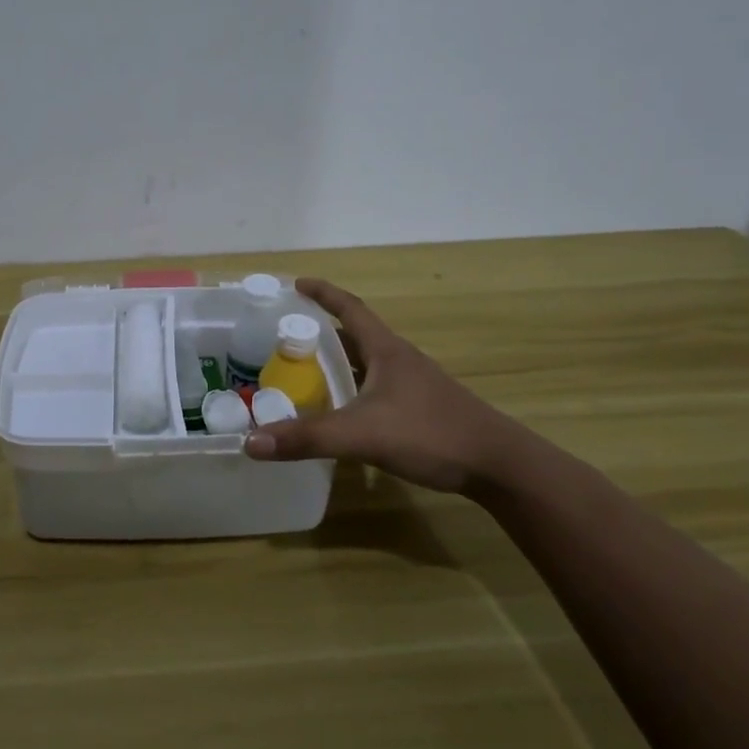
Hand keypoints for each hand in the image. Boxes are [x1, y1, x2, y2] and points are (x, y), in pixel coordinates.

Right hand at [243, 279, 524, 496]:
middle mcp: (399, 360)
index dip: (323, 293)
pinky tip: (343, 411)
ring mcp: (413, 385)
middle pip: (356, 335)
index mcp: (386, 350)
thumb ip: (307, 438)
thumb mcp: (362, 434)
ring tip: (306, 372)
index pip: (350, 308)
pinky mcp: (420, 409)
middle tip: (287, 337)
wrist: (498, 464)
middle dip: (322, 331)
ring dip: (339, 362)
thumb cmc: (431, 434)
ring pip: (367, 363)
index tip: (296, 283)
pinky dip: (353, 389)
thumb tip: (250, 442)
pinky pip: (376, 388)